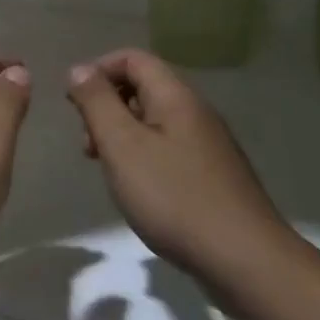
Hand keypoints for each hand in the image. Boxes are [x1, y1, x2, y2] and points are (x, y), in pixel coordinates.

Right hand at [66, 49, 295, 287]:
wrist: (245, 261)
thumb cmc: (174, 197)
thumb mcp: (122, 145)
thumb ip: (97, 102)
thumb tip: (79, 69)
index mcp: (176, 97)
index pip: (133, 58)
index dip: (98, 71)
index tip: (74, 104)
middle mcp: (196, 112)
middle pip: (143, 87)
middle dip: (106, 106)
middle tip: (88, 144)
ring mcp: (208, 145)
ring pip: (153, 121)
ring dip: (121, 134)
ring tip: (106, 169)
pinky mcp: (212, 175)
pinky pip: (168, 148)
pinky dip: (142, 156)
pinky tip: (137, 189)